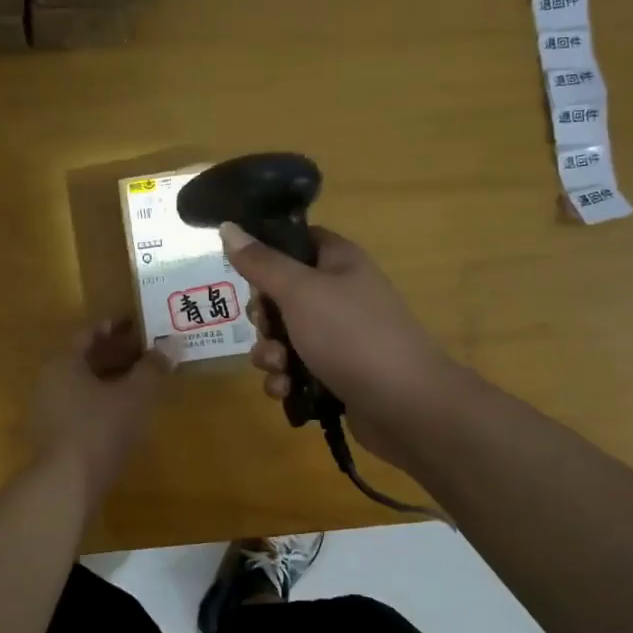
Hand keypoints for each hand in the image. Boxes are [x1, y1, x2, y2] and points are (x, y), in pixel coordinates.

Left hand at [29, 320, 173, 497]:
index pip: (90, 333)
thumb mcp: (134, 396)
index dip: (116, 326)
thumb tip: (172, 344)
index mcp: (64, 363)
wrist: (66, 485)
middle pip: (87, 358)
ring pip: (85, 384)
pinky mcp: (55, 436)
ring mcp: (49, 410)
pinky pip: (82, 406)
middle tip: (149, 352)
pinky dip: (104, 401)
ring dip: (113, 379)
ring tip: (144, 381)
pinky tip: (127, 412)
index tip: (140, 324)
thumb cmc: (100, 430)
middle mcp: (50, 381)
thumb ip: (153, 368)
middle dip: (118, 353)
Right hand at [220, 223, 460, 467]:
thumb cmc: (351, 335)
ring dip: (270, 353)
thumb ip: (261, 262)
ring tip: (279, 367)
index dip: (268, 252)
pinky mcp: (336, 374)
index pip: (297, 241)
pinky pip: (296, 370)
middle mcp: (340, 294)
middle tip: (266, 327)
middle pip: (282, 294)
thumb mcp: (299, 291)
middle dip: (263, 317)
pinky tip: (285, 391)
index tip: (245, 270)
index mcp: (339, 262)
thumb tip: (228, 227)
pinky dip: (285, 380)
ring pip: (284, 337)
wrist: (404, 405)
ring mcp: (339, 337)